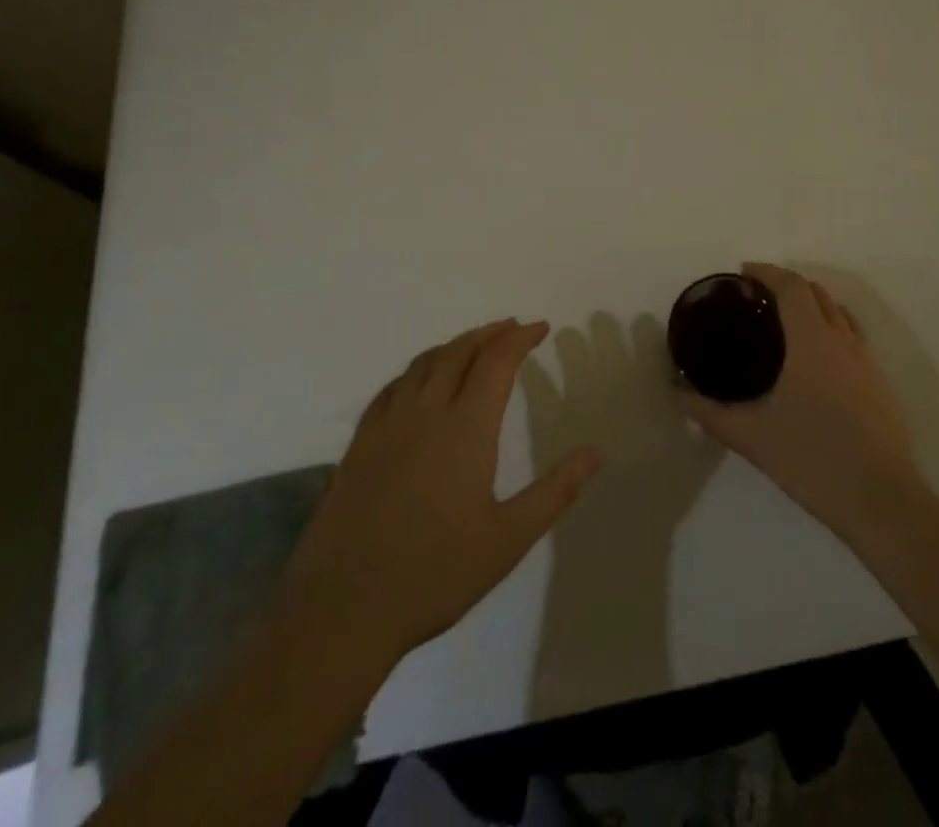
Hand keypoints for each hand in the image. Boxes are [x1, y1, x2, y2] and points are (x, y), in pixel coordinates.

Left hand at [282, 320, 603, 668]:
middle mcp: (426, 413)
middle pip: (459, 352)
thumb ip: (555, 491)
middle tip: (512, 328)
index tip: (540, 328)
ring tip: (473, 346)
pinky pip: (391, 388)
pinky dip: (416, 370)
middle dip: (489, 334)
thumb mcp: (508, 539)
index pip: (497, 362)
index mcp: (466, 428)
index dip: (520, 339)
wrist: (343, 609)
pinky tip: (418, 382)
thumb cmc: (436, 574)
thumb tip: (595, 453)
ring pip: (423, 364)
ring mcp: (387, 426)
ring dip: (453, 346)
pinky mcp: (359, 445)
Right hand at [680, 263, 923, 548]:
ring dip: (812, 303)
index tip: (743, 272)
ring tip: (785, 320)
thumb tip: (680, 395)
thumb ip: (711, 414)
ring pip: (838, 313)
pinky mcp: (879, 384)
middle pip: (817, 292)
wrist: (883, 501)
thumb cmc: (814, 459)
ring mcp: (866, 361)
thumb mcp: (753, 437)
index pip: (791, 287)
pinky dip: (830, 327)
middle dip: (787, 284)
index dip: (767, 272)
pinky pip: (852, 336)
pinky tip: (815, 358)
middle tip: (757, 296)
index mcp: (812, 341)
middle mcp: (842, 340)